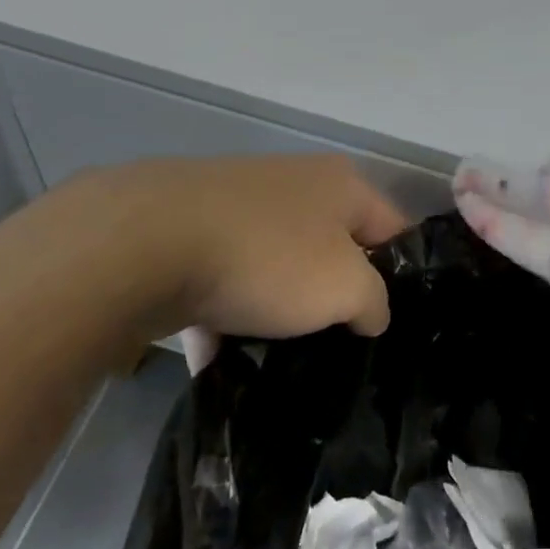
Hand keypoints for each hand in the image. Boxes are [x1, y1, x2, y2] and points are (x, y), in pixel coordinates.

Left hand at [41, 155, 409, 346]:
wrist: (148, 241)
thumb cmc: (268, 256)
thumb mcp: (345, 286)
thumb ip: (374, 300)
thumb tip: (371, 312)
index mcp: (340, 184)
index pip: (392, 229)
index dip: (401, 276)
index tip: (393, 327)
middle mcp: (295, 184)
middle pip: (331, 249)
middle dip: (333, 299)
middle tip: (337, 349)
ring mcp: (240, 204)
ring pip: (275, 268)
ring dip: (276, 313)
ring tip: (277, 364)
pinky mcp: (192, 230)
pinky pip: (223, 281)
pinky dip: (225, 317)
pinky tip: (219, 363)